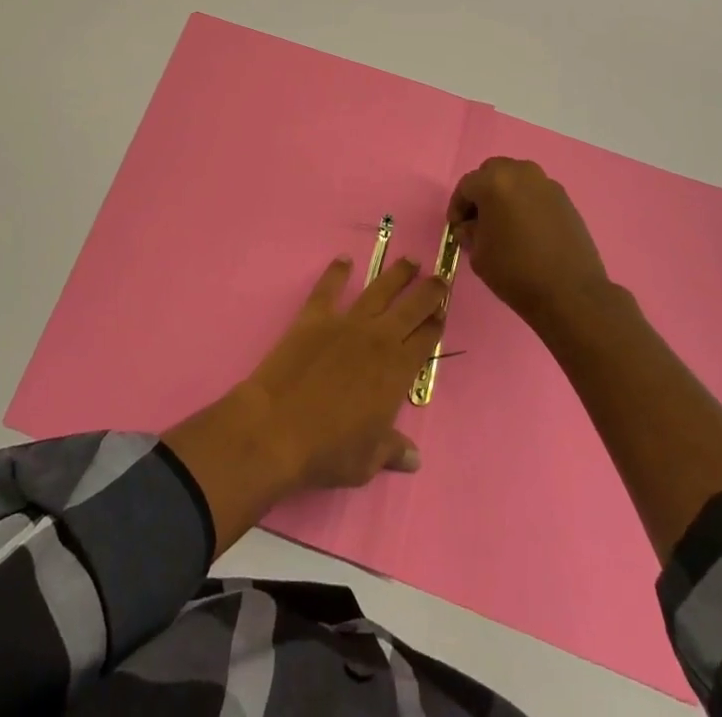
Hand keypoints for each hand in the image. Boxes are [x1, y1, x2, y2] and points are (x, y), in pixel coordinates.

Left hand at [246, 255, 446, 487]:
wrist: (277, 428)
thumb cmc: (328, 450)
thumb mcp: (367, 460)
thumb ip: (392, 451)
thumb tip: (413, 458)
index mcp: (396, 372)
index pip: (425, 341)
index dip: (436, 325)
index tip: (443, 312)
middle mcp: (377, 339)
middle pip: (411, 308)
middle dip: (429, 291)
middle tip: (440, 278)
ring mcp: (345, 323)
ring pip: (378, 291)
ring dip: (396, 274)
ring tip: (410, 260)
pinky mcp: (314, 317)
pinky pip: (328, 288)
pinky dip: (337, 272)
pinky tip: (344, 259)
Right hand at [448, 157, 610, 335]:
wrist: (570, 293)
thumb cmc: (516, 272)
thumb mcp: (479, 255)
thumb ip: (469, 233)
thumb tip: (471, 226)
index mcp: (494, 182)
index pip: (466, 186)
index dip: (457, 206)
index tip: (457, 226)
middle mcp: (521, 173)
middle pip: (493, 172)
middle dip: (482, 192)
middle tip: (479, 218)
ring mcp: (547, 184)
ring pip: (517, 178)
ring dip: (505, 194)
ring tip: (504, 222)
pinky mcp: (566, 199)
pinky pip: (537, 192)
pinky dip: (526, 202)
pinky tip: (526, 228)